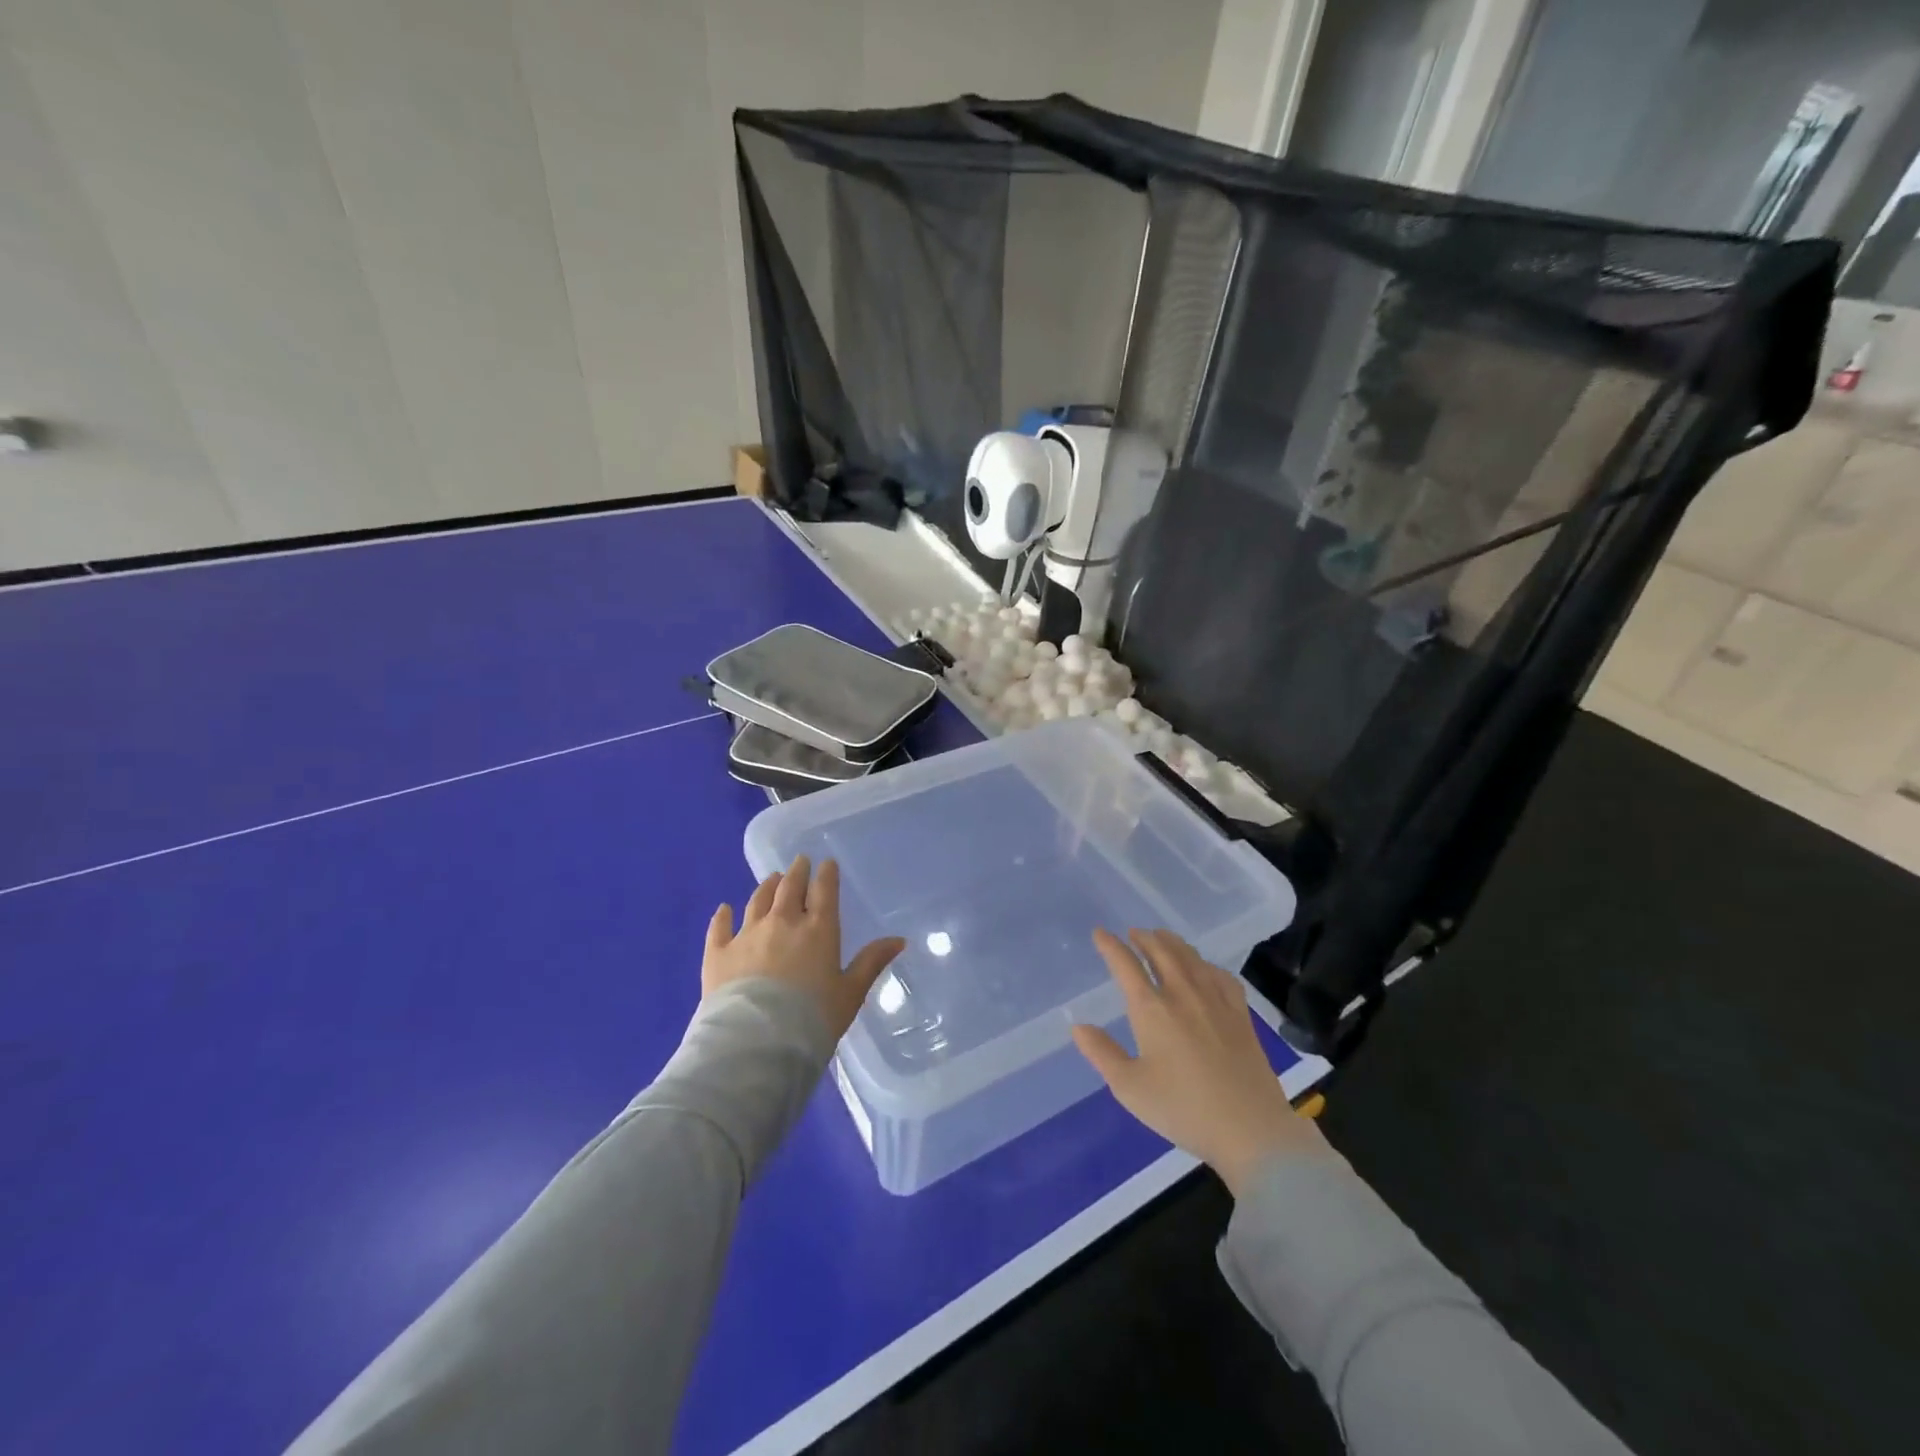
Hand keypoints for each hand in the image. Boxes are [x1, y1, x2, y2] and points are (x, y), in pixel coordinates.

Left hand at [704, 855, 905, 1041]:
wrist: (756, 1043)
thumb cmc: (812, 1019)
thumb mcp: (850, 994)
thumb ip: (872, 963)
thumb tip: (899, 939)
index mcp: (818, 929)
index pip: (824, 891)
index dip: (826, 874)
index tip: (827, 863)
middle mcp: (782, 922)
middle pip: (790, 887)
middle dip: (797, 872)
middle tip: (799, 862)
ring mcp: (747, 935)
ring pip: (758, 900)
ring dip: (766, 887)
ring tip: (771, 879)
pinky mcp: (717, 953)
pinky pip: (719, 927)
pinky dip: (723, 915)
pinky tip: (724, 909)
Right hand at [1072, 928, 1323, 1196]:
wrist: (1250, 1129)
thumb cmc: (1183, 1109)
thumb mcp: (1130, 1088)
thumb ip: (1102, 1053)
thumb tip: (1078, 1027)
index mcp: (1152, 1009)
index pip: (1126, 965)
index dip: (1110, 946)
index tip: (1100, 933)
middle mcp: (1182, 994)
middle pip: (1161, 952)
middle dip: (1144, 938)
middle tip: (1133, 933)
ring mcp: (1215, 1001)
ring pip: (1191, 957)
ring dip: (1172, 943)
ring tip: (1163, 938)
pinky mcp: (1240, 1014)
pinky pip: (1221, 975)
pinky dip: (1205, 963)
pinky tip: (1204, 969)